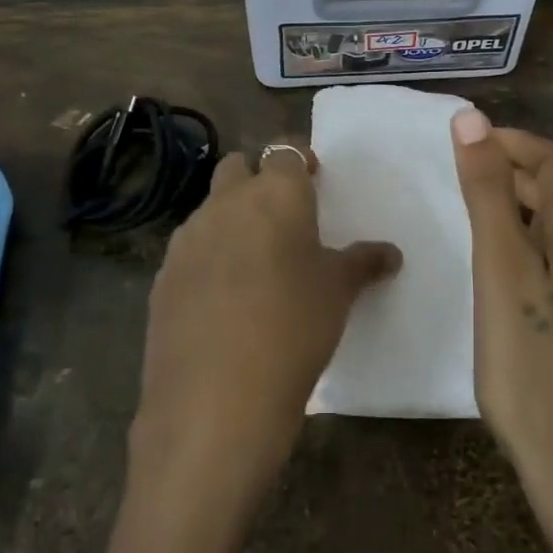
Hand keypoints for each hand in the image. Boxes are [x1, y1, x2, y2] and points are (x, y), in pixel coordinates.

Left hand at [128, 140, 399, 530]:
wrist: (215, 400)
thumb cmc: (294, 328)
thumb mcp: (338, 293)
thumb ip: (363, 263)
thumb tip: (390, 253)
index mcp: (275, 195)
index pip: (284, 153)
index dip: (299, 161)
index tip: (314, 179)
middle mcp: (226, 204)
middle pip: (237, 167)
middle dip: (258, 179)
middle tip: (283, 216)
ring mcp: (187, 239)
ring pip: (210, 208)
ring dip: (231, 219)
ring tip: (255, 262)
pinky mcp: (162, 276)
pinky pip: (190, 250)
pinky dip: (208, 257)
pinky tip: (223, 298)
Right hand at [450, 110, 552, 552]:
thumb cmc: (534, 369)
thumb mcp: (501, 271)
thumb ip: (488, 195)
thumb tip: (472, 120)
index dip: (514, 141)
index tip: (469, 141)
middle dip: (519, 171)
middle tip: (466, 176)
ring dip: (529, 209)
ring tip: (483, 221)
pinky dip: (540, 247)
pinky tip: (516, 280)